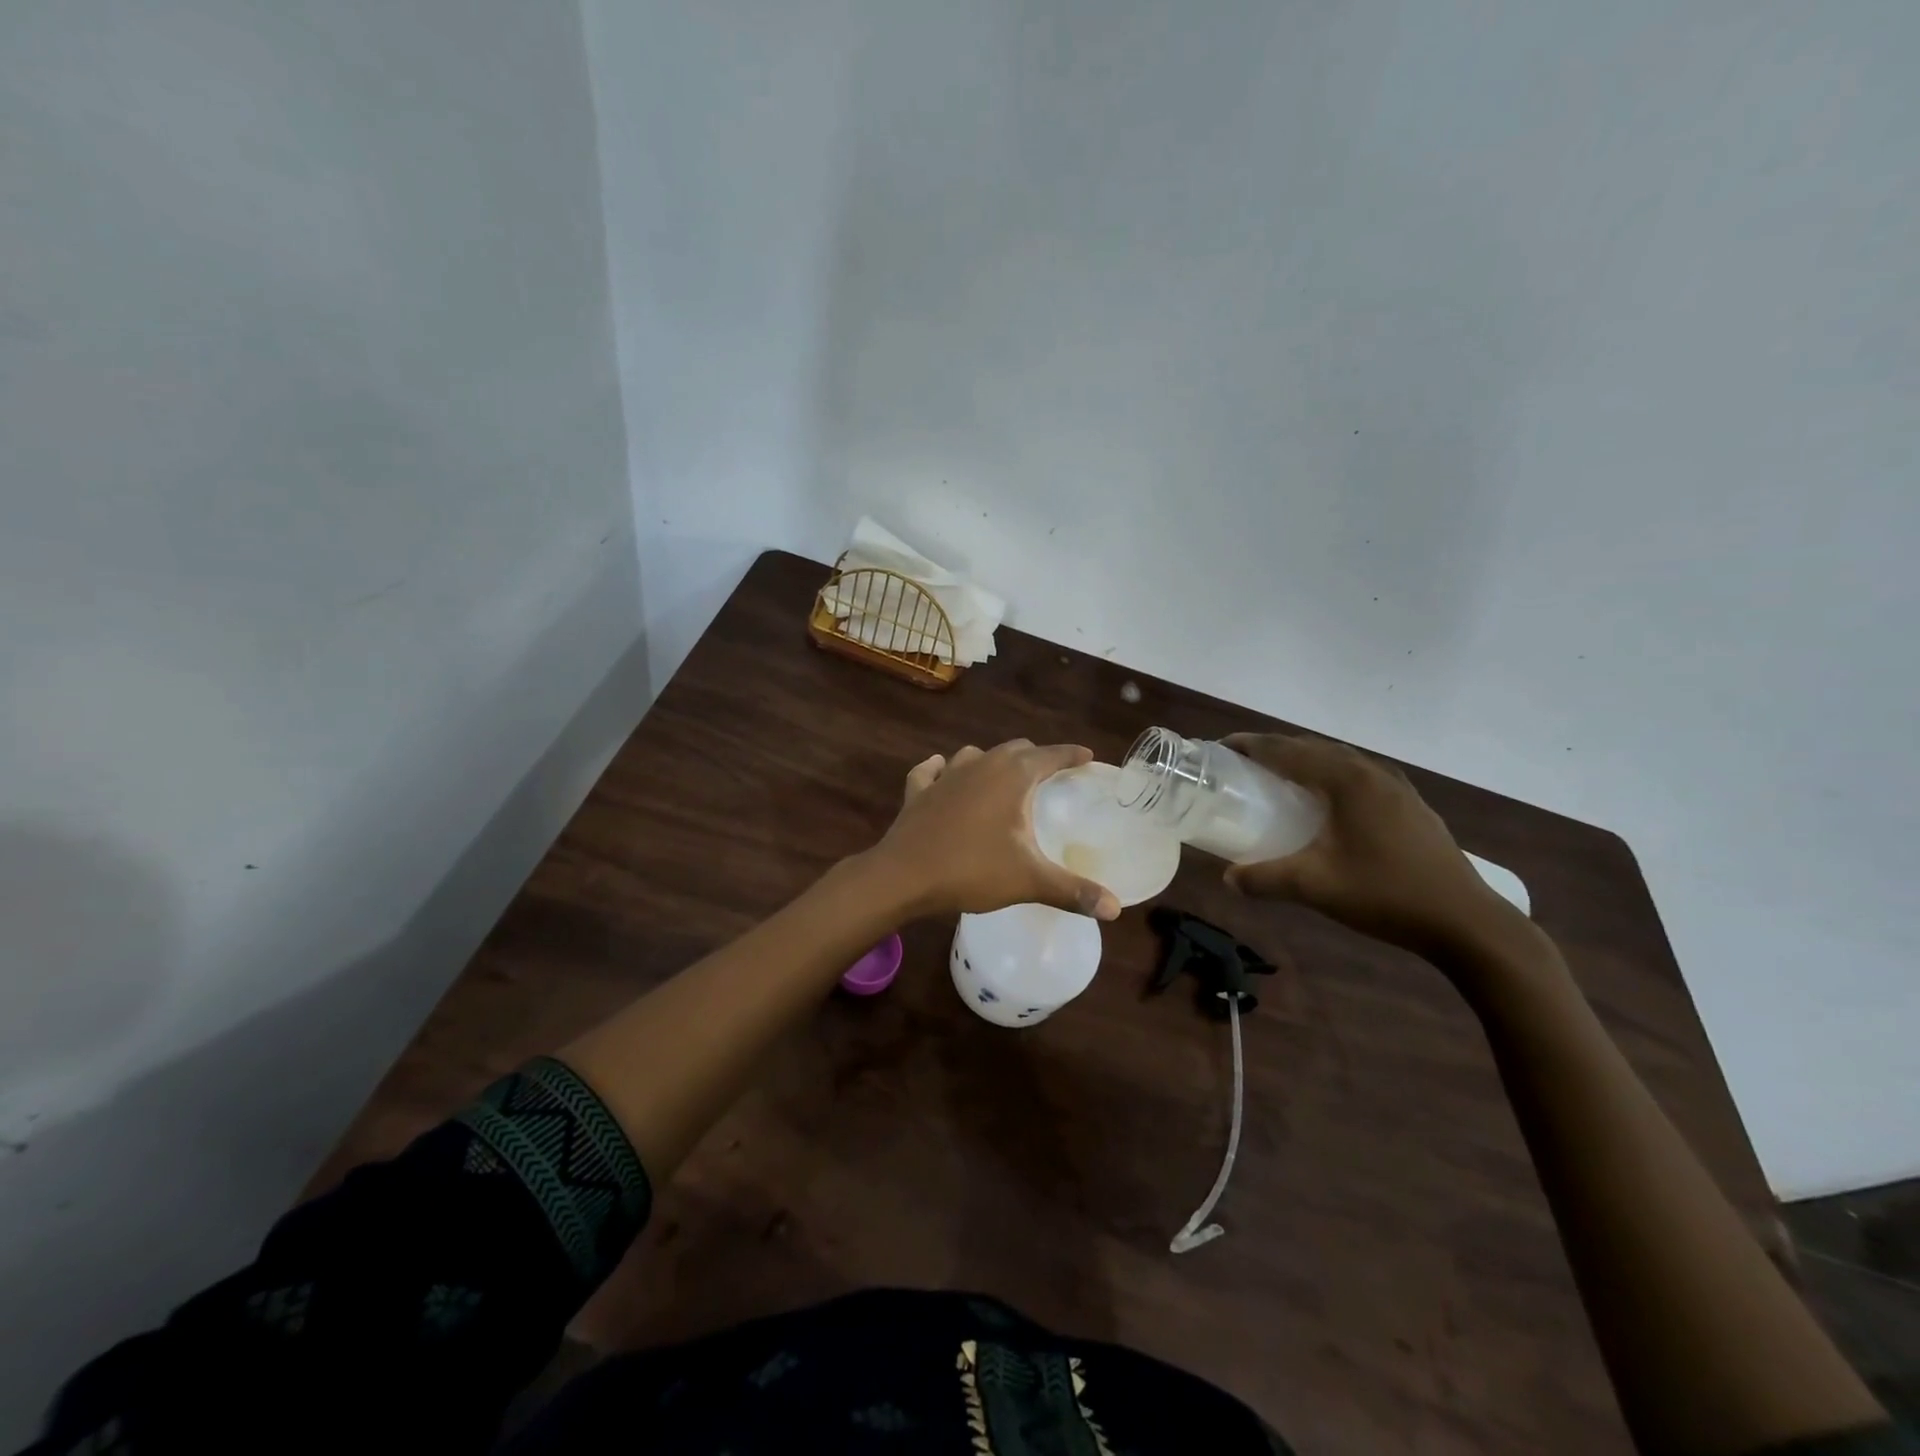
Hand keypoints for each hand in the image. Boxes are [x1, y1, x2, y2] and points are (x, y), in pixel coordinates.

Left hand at [870, 740, 1121, 921]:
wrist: (903, 876)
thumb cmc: (971, 870)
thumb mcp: (1029, 881)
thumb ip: (1073, 891)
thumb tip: (1115, 909)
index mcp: (1012, 776)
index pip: (1050, 755)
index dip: (1071, 755)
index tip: (1087, 757)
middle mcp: (981, 765)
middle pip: (1015, 749)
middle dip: (1036, 757)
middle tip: (1050, 775)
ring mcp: (945, 775)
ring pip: (974, 755)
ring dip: (991, 762)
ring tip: (1002, 778)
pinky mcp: (918, 791)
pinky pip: (931, 771)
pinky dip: (940, 769)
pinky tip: (941, 771)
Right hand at [1221, 733, 1529, 962]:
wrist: (1467, 922)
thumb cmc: (1386, 894)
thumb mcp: (1315, 887)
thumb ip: (1265, 878)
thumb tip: (1229, 879)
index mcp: (1347, 780)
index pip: (1288, 750)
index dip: (1252, 745)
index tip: (1222, 746)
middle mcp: (1371, 772)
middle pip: (1314, 747)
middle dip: (1276, 749)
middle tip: (1243, 762)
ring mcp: (1396, 787)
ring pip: (1339, 759)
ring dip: (1305, 760)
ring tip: (1279, 776)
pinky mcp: (1410, 805)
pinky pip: (1358, 775)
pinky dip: (1330, 776)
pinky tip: (1325, 802)